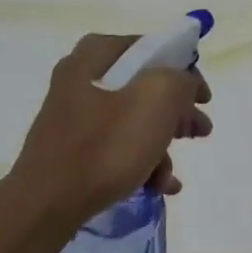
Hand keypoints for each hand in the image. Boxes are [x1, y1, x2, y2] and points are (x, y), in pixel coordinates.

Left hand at [5, 34, 212, 227]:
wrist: (47, 203)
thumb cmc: (106, 146)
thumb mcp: (157, 100)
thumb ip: (180, 80)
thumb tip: (182, 84)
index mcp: (96, 55)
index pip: (153, 49)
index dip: (185, 70)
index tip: (204, 99)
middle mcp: (81, 76)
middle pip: (145, 86)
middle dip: (177, 113)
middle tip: (200, 132)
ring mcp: (74, 114)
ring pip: (133, 120)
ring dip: (161, 146)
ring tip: (172, 177)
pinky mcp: (71, 147)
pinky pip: (115, 145)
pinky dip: (140, 161)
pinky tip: (156, 185)